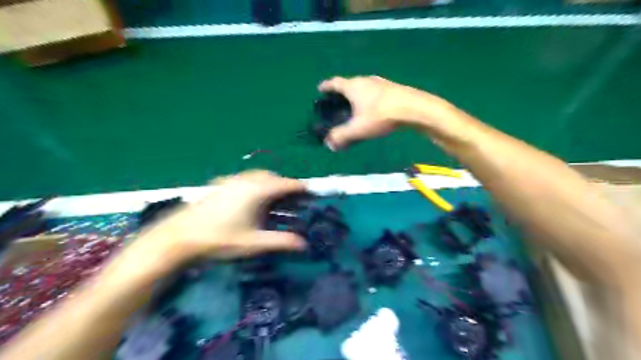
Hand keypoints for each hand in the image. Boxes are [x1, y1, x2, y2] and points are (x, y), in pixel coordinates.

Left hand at [135, 170, 307, 265]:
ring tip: (273, 195)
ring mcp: (232, 180)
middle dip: (284, 183)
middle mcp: (246, 181)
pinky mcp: (221, 184)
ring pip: (257, 175)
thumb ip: (280, 241)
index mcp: (257, 191)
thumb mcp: (253, 242)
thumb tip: (303, 244)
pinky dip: (255, 182)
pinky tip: (250, 195)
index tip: (310, 190)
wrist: (181, 235)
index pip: (285, 184)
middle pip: (272, 176)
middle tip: (292, 197)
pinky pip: (244, 177)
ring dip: (269, 181)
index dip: (299, 187)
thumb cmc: (220, 238)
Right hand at [316, 75, 446, 149]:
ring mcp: (380, 83)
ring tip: (354, 108)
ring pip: (363, 87)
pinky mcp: (392, 88)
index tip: (320, 89)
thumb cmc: (381, 116)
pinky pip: (374, 92)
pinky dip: (369, 99)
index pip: (334, 83)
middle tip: (337, 104)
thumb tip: (329, 144)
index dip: (326, 86)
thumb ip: (341, 137)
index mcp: (353, 86)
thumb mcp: (357, 129)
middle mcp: (365, 80)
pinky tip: (372, 109)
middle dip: (341, 93)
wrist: (413, 108)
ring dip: (356, 95)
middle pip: (349, 84)